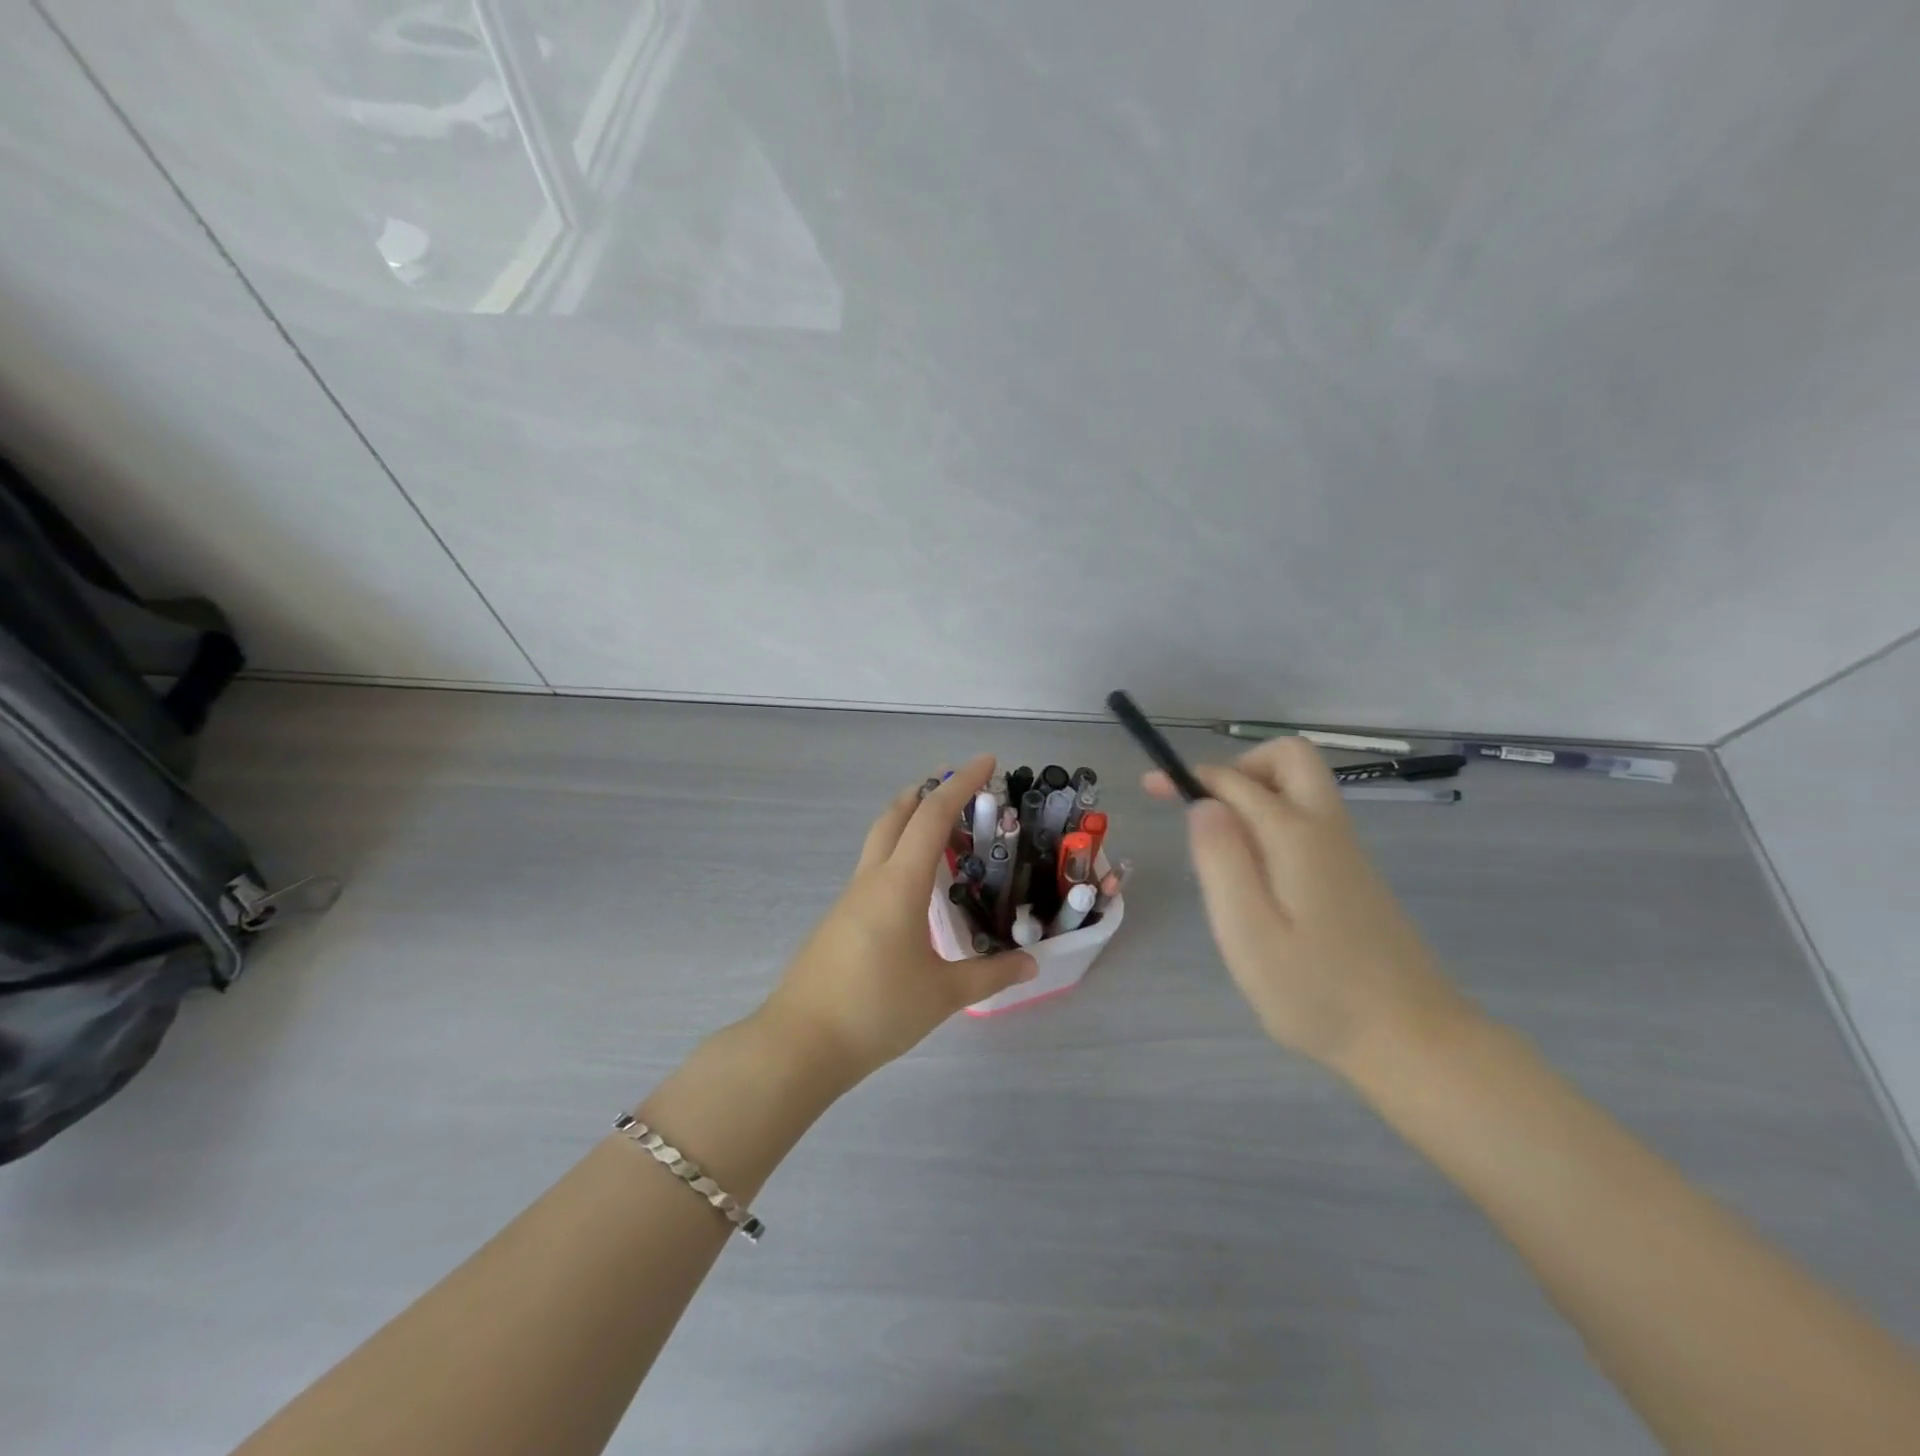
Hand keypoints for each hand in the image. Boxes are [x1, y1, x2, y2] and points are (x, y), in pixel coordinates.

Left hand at [764, 755, 1036, 1085]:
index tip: (986, 761)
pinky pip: (873, 870)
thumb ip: (990, 975)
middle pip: (896, 816)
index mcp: (899, 884)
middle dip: (927, 792)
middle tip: (958, 785)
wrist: (800, 1042)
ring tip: (941, 831)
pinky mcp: (839, 920)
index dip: (961, 784)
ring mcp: (850, 899)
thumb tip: (1031, 964)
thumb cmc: (875, 1010)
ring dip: (908, 822)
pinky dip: (898, 855)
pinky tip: (913, 888)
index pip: (933, 816)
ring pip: (880, 841)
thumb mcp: (942, 994)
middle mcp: (872, 880)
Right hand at [1145, 738, 1469, 1073]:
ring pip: (1301, 787)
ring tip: (1222, 851)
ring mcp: (1346, 851)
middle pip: (1290, 757)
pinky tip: (1257, 878)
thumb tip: (1203, 804)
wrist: (1411, 1040)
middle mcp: (1326, 829)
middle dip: (1239, 767)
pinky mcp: (1354, 875)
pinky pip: (1308, 820)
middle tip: (1205, 809)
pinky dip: (1274, 821)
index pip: (1236, 781)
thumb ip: (1221, 861)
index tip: (1154, 788)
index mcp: (1295, 836)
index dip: (1191, 777)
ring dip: (1256, 794)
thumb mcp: (1248, 932)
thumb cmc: (1315, 992)